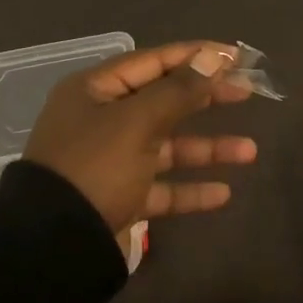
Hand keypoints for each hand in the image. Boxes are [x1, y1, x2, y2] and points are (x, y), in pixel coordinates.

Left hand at [24, 40, 257, 232]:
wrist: (53, 247)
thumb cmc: (95, 167)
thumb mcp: (138, 122)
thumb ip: (179, 90)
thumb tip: (214, 57)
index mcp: (96, 90)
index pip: (154, 61)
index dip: (196, 56)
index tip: (236, 57)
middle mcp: (103, 120)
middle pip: (164, 100)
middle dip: (207, 98)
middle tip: (248, 93)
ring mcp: (111, 161)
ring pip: (168, 146)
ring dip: (207, 148)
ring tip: (249, 152)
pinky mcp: (120, 197)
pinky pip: (161, 187)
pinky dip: (190, 189)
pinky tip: (223, 193)